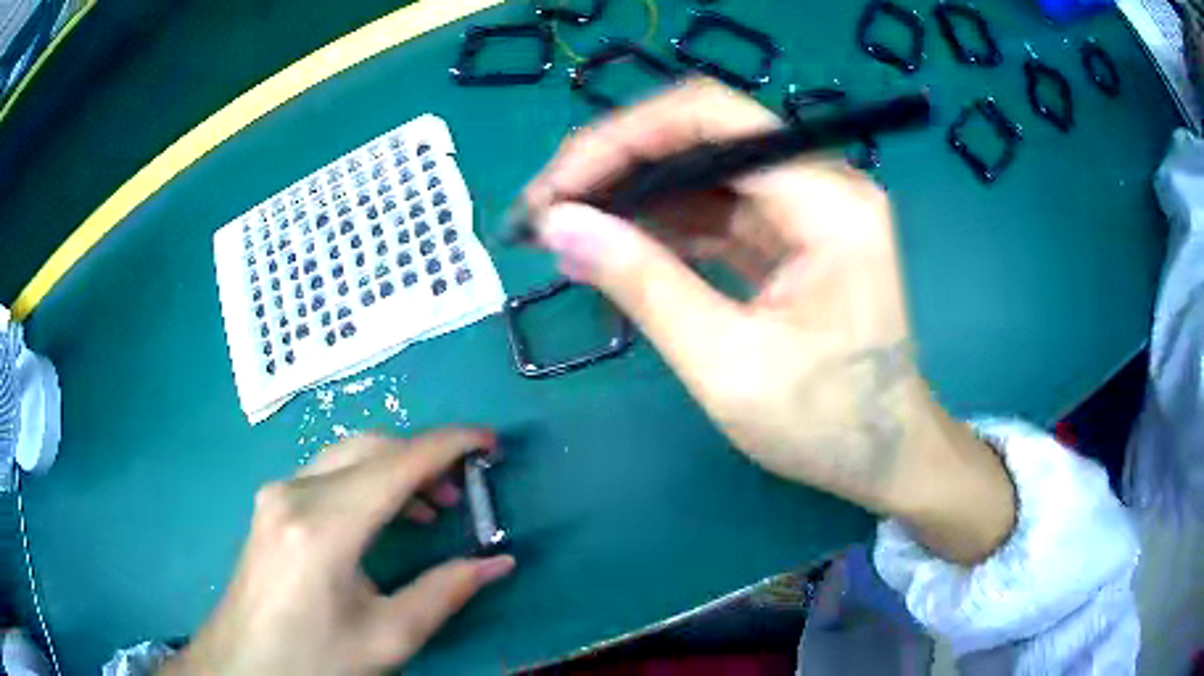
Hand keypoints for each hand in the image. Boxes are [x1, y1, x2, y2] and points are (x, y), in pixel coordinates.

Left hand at [160, 429, 514, 675]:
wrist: (244, 664)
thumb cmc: (315, 659)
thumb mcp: (387, 637)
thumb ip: (444, 592)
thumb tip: (499, 563)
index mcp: (323, 528)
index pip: (396, 464)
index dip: (449, 445)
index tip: (490, 440)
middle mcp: (295, 493)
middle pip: (370, 447)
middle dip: (424, 456)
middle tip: (464, 490)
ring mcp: (276, 494)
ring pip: (348, 455)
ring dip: (395, 467)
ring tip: (433, 504)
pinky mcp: (271, 504)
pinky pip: (328, 473)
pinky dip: (367, 480)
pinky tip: (384, 515)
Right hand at [525, 78, 1014, 563]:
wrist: (886, 456)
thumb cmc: (827, 426)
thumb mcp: (729, 367)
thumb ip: (646, 287)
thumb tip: (560, 225)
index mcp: (829, 201)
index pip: (711, 119)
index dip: (621, 139)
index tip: (554, 190)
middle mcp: (822, 183)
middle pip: (702, 135)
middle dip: (615, 165)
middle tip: (545, 211)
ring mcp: (808, 207)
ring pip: (701, 171)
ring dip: (631, 195)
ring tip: (564, 232)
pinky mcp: (791, 235)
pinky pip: (715, 209)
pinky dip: (661, 225)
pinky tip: (613, 248)